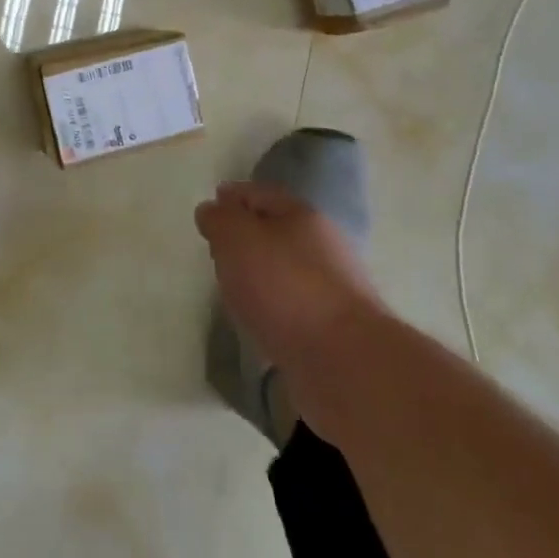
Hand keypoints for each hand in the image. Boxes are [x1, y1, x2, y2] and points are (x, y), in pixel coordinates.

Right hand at [195, 181, 379, 371]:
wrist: (347, 363)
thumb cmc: (285, 287)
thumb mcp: (237, 238)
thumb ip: (219, 219)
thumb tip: (212, 210)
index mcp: (302, 216)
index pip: (260, 194)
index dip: (233, 196)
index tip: (211, 205)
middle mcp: (322, 247)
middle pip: (276, 231)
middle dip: (247, 234)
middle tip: (217, 246)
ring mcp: (332, 290)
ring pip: (285, 270)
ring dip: (260, 273)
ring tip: (231, 285)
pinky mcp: (333, 329)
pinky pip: (292, 306)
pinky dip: (272, 306)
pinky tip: (256, 318)